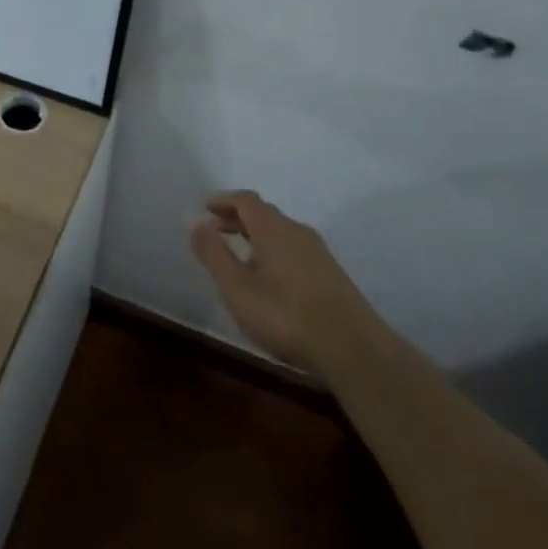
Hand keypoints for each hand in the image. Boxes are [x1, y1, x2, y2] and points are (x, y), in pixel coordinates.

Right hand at [188, 190, 374, 377]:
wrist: (354, 349)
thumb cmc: (285, 315)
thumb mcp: (237, 287)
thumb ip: (213, 253)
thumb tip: (194, 220)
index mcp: (273, 227)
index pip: (245, 200)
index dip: (223, 201)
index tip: (205, 210)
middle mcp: (296, 231)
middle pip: (264, 214)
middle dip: (237, 218)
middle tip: (216, 231)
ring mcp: (318, 253)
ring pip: (281, 233)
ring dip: (257, 237)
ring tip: (240, 257)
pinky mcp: (332, 275)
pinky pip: (294, 250)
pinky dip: (274, 252)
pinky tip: (270, 280)